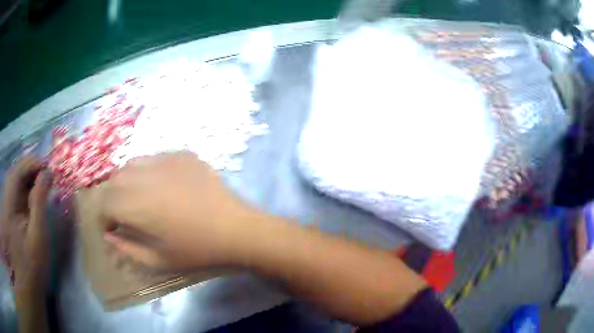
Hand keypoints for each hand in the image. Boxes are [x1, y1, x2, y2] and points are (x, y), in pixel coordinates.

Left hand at [1, 156, 50, 292]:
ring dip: (26, 178)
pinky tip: (31, 193)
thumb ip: (39, 203)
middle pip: (13, 174)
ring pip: (13, 182)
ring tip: (40, 181)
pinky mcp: (7, 213)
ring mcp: (5, 207)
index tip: (47, 166)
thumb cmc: (33, 267)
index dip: (30, 164)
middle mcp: (5, 202)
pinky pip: (13, 192)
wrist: (27, 287)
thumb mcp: (38, 237)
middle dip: (28, 169)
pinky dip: (23, 188)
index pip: (16, 173)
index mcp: (9, 208)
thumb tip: (46, 174)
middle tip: (45, 172)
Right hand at [96, 151, 256, 270]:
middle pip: (114, 180)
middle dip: (113, 198)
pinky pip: (155, 158)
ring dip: (128, 181)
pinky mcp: (183, 154)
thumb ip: (127, 247)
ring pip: (132, 163)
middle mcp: (146, 175)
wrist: (237, 229)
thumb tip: (109, 235)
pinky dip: (149, 171)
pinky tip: (163, 186)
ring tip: (141, 198)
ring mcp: (166, 159)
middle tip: (124, 214)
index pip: (105, 202)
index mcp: (138, 204)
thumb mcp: (159, 260)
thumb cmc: (197, 250)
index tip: (112, 227)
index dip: (104, 216)